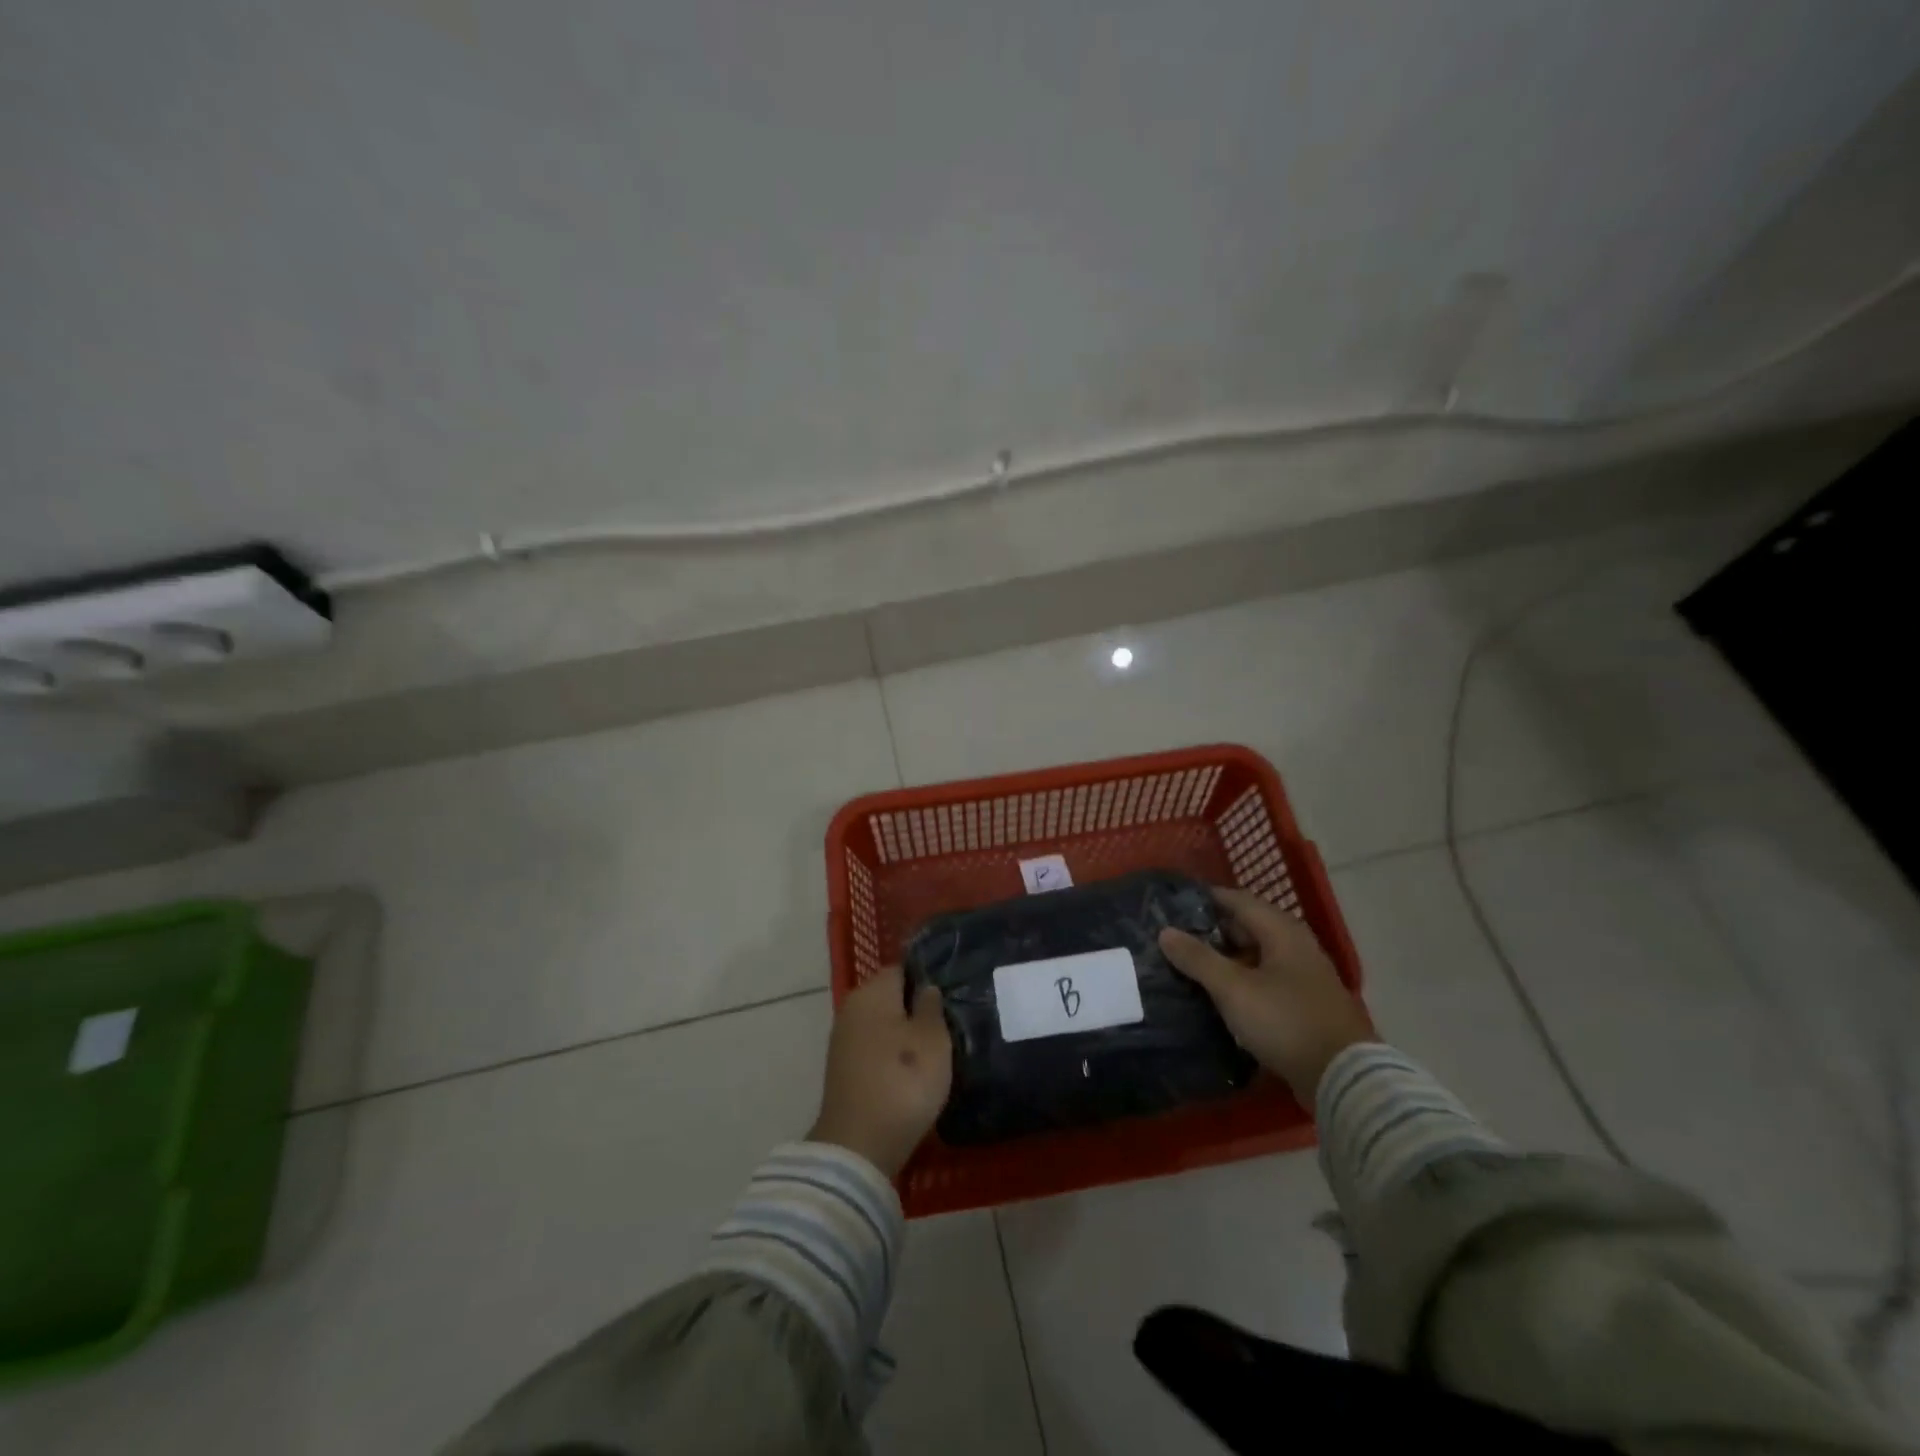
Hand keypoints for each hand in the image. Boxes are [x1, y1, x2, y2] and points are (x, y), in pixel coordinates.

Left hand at [809, 966, 953, 1177]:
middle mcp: (852, 1008)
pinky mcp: (843, 1070)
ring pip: (882, 1024)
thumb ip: (931, 1006)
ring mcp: (843, 1040)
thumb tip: (926, 988)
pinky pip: (874, 1049)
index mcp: (872, 992)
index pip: (902, 969)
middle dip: (916, 1006)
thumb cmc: (903, 1080)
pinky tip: (912, 1070)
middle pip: (889, 997)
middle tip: (949, 1021)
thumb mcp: (933, 1039)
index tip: (951, 992)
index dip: (927, 977)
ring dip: (904, 1033)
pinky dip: (892, 1055)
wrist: (859, 1145)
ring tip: (936, 1048)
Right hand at [1158, 885, 1372, 1109]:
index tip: (1174, 902)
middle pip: (1249, 926)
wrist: (1343, 1078)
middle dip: (1213, 929)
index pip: (1238, 900)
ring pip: (1257, 955)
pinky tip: (1220, 993)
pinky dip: (1242, 979)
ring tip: (1191, 964)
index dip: (1206, 898)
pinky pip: (1265, 980)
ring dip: (1227, 957)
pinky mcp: (1305, 1005)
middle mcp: (1296, 946)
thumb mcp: (1233, 989)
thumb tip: (1165, 932)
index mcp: (1282, 931)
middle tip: (1176, 936)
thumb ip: (1198, 959)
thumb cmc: (1285, 1021)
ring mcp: (1304, 976)